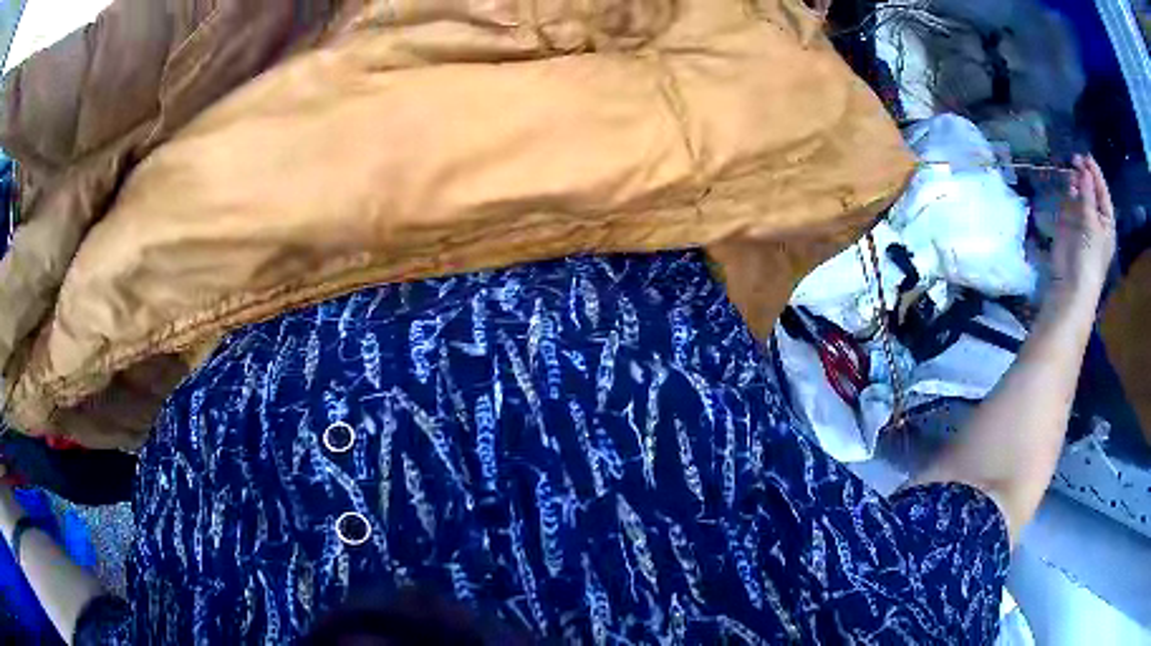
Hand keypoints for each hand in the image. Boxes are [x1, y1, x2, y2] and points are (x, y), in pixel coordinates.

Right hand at [1050, 155, 1115, 307]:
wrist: (1072, 283)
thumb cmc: (1089, 256)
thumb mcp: (1092, 224)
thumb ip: (1088, 195)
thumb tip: (1085, 171)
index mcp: (1107, 223)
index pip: (1103, 193)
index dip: (1096, 174)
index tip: (1086, 157)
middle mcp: (1095, 220)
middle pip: (1091, 191)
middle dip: (1085, 175)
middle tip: (1075, 160)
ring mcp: (1081, 222)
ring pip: (1080, 195)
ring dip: (1076, 182)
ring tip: (1071, 171)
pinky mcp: (1068, 225)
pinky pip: (1069, 204)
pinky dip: (1068, 194)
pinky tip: (1067, 187)